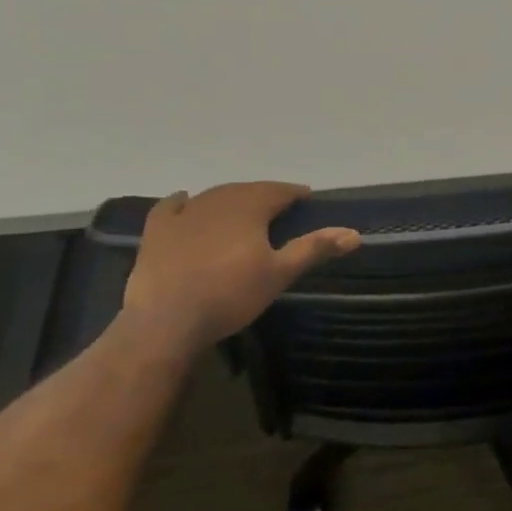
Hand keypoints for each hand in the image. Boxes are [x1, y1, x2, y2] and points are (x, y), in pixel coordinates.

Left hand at [121, 183, 359, 355]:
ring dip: (231, 198)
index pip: (278, 190)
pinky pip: (171, 207)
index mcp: (249, 207)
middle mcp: (217, 201)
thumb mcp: (280, 274)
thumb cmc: (231, 295)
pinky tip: (185, 200)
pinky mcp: (157, 231)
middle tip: (278, 207)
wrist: (167, 320)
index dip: (294, 193)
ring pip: (213, 196)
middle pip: (246, 190)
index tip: (306, 198)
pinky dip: (182, 202)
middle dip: (264, 195)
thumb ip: (314, 249)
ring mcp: (184, 214)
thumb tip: (354, 233)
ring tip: (242, 209)